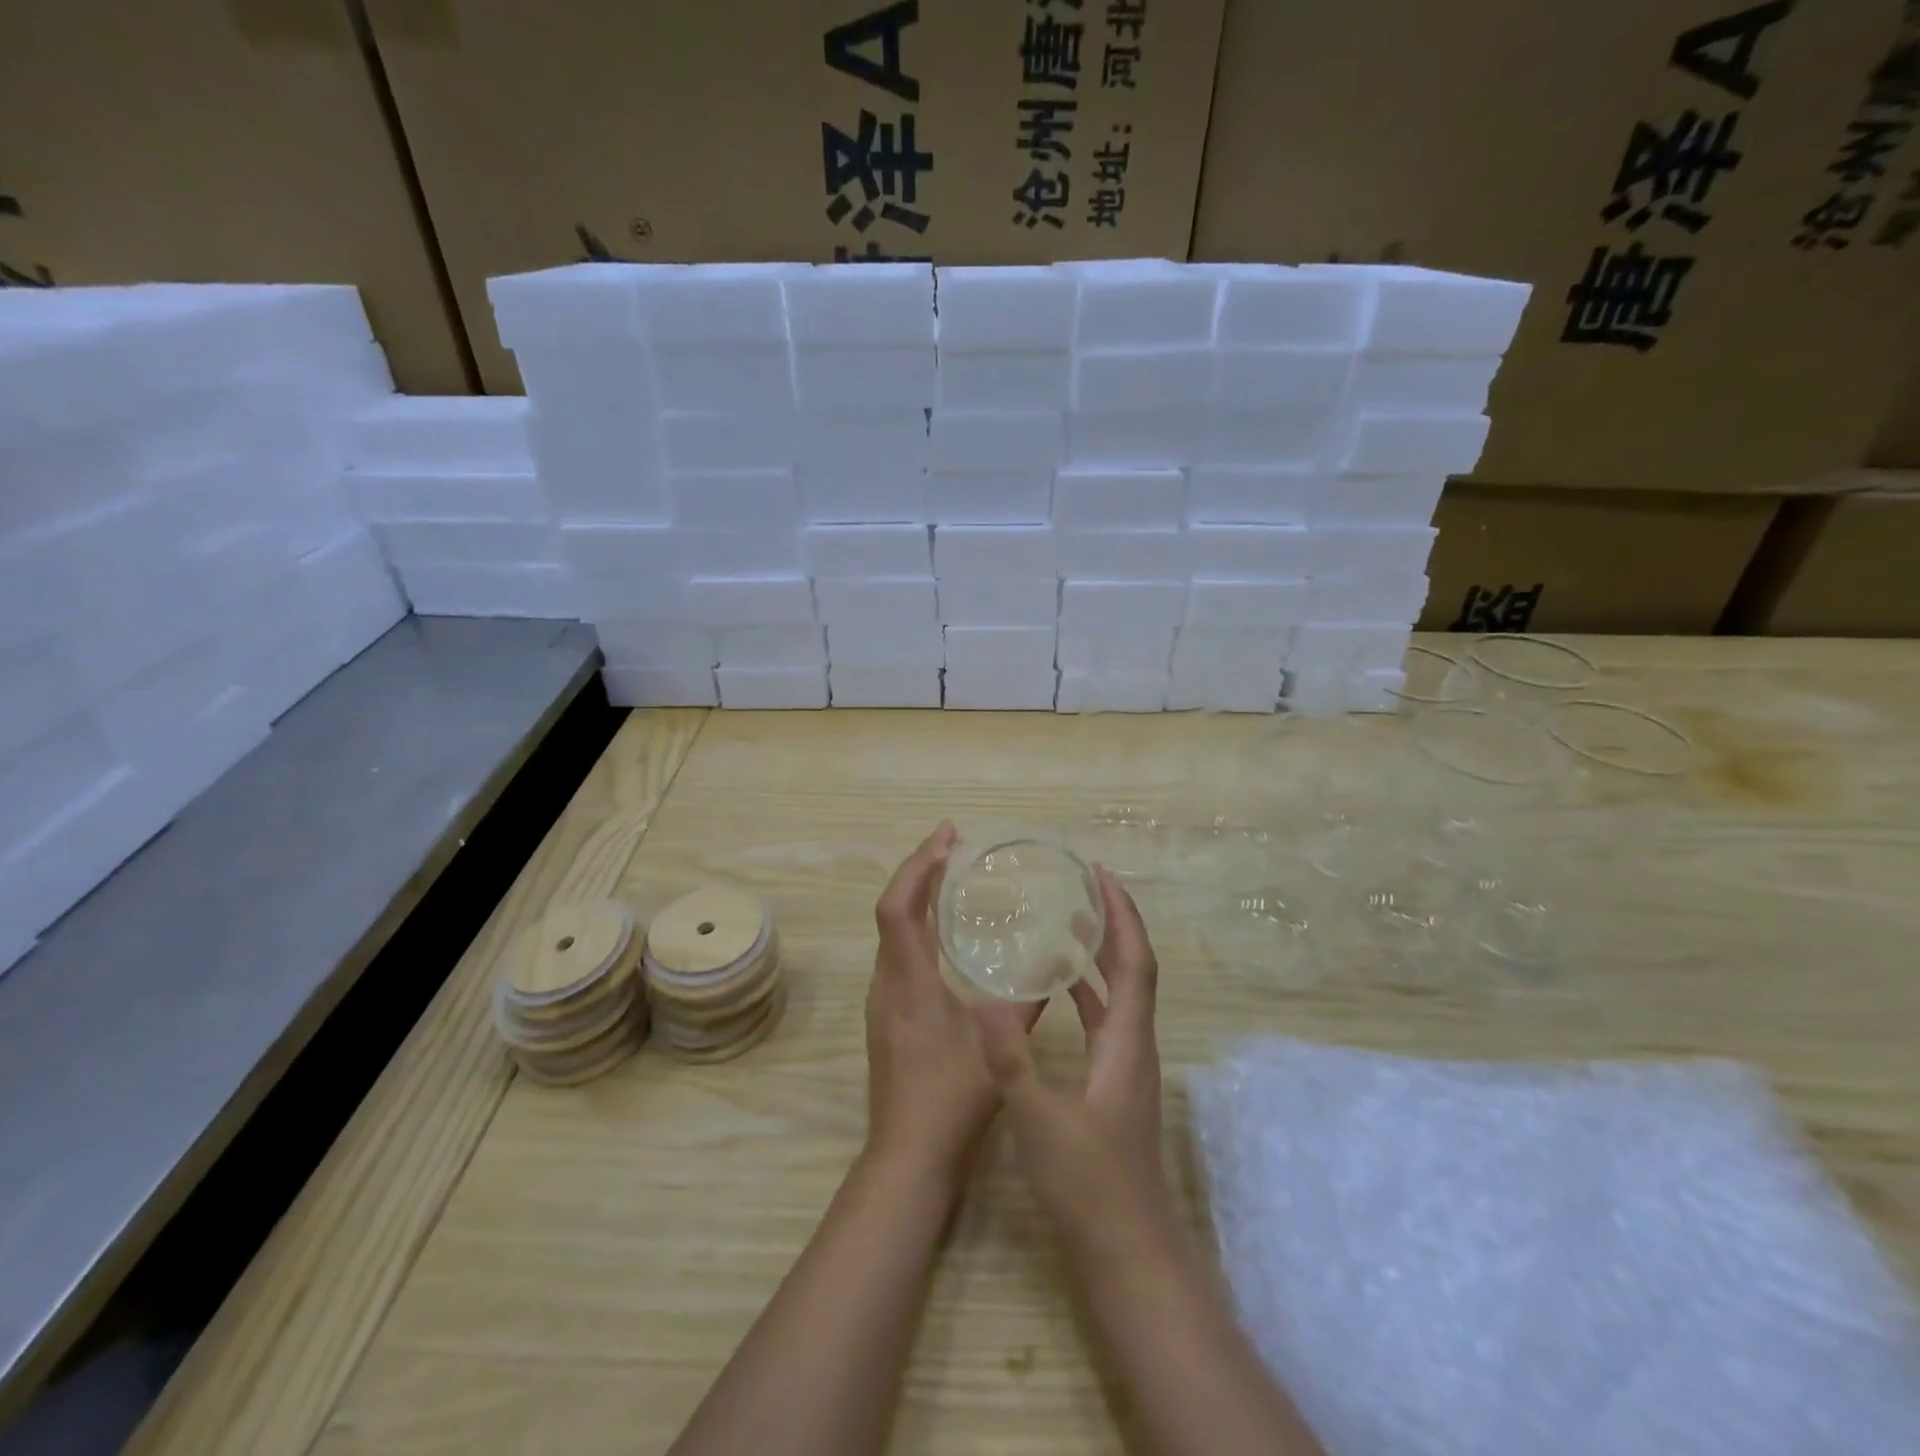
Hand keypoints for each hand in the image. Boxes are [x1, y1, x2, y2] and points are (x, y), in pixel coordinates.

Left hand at [864, 823, 1035, 1195]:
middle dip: (919, 871)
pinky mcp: (887, 1015)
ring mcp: (882, 1000)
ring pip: (892, 932)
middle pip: (892, 910)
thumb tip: (1051, 968)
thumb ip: (1025, 1002)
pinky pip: (898, 952)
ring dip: (916, 897)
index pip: (899, 906)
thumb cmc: (952, 1099)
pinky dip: (917, 927)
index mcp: (908, 981)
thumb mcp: (999, 1045)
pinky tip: (944, 934)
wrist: (909, 1157)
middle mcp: (887, 982)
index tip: (946, 836)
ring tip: (950, 877)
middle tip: (953, 845)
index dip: (918, 865)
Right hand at [973, 867, 1171, 1251]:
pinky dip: (1086, 993)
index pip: (1135, 962)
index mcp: (1126, 1042)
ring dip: (1100, 956)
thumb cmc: (1088, 1184)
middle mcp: (1133, 1045)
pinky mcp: (1112, 1086)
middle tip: (1083, 887)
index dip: (1123, 916)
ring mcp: (1125, 1066)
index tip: (1103, 876)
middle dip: (1114, 924)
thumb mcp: (1040, 1119)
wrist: (1126, 1252)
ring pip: (1119, 995)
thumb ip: (1012, 1060)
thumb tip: (988, 1000)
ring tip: (1068, 924)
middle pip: (1133, 970)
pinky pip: (1103, 1020)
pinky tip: (1055, 991)